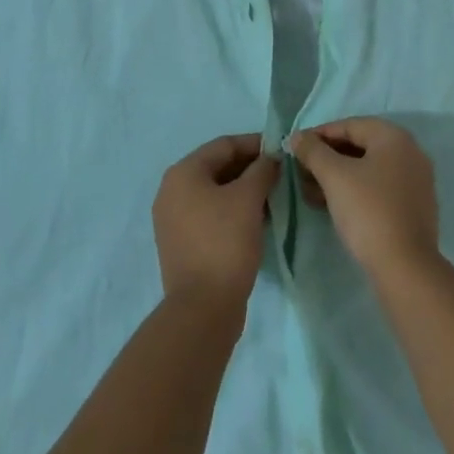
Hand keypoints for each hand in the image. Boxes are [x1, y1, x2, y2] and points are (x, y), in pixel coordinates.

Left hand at [152, 134, 279, 312]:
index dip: (254, 144)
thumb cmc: (225, 243)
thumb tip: (270, 158)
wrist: (203, 308)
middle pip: (217, 167)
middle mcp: (172, 190)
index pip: (224, 145)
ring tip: (272, 197)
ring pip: (214, 192)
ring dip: (243, 191)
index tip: (281, 150)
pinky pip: (209, 214)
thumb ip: (262, 170)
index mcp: (183, 172)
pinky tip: (256, 220)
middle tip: (279, 175)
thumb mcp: (248, 199)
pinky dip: (232, 211)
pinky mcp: (181, 243)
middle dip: (250, 168)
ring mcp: (173, 219)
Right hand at [289, 118, 438, 278]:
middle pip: (359, 146)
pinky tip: (331, 206)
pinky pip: (378, 188)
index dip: (319, 135)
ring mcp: (414, 181)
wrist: (405, 268)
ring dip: (337, 176)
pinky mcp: (413, 208)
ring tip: (310, 192)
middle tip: (301, 173)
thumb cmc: (368, 211)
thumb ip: (313, 151)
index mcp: (394, 137)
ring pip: (367, 170)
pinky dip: (354, 191)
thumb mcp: (334, 176)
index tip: (295, 149)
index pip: (349, 125)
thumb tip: (298, 136)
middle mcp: (410, 153)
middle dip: (326, 158)